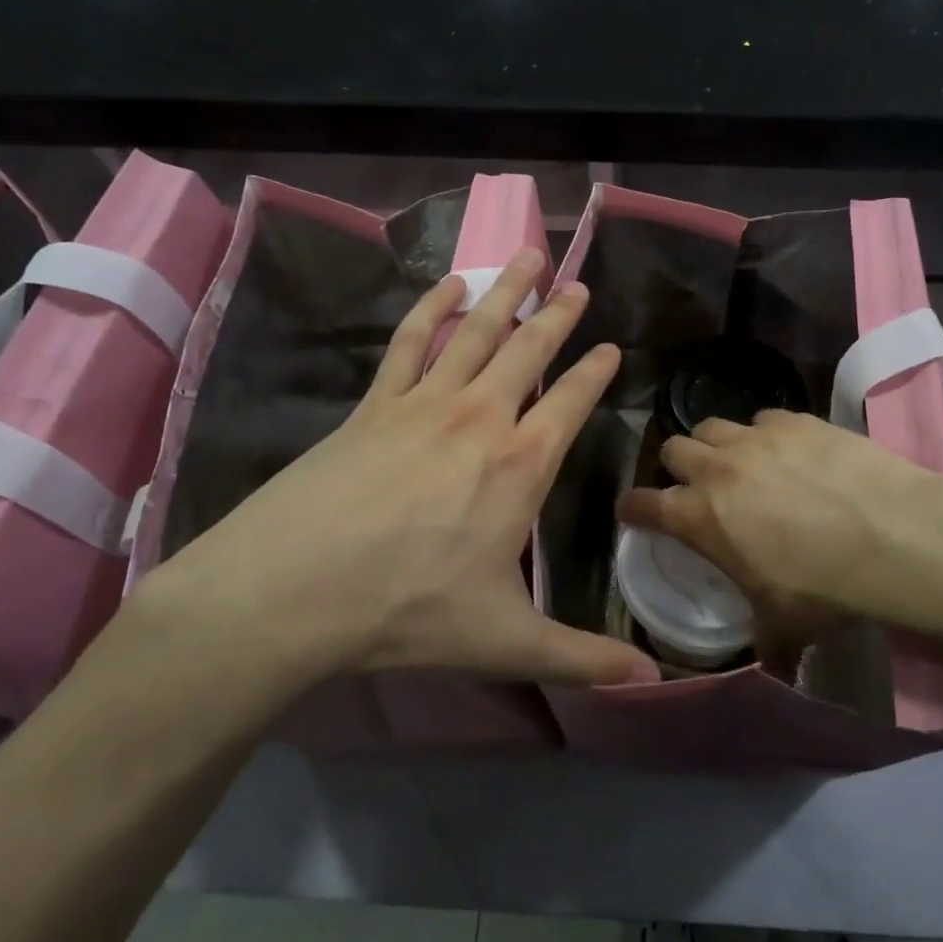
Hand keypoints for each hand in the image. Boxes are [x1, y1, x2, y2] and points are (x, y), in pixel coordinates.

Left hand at [130, 250, 658, 703]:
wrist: (291, 592)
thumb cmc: (409, 612)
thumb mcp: (506, 643)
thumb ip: (582, 659)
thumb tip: (651, 683)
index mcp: (521, 465)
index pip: (572, 403)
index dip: (596, 373)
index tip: (613, 347)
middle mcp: (480, 419)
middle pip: (529, 351)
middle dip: (558, 316)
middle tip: (578, 284)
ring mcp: (423, 404)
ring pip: (475, 332)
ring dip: (506, 293)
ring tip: (527, 257)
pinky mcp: (374, 405)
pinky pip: (409, 342)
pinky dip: (430, 308)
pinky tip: (448, 286)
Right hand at [616, 410, 942, 668]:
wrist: (894, 538)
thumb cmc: (826, 589)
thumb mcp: (784, 625)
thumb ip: (764, 640)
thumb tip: (773, 666)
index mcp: (699, 517)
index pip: (642, 504)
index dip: (631, 508)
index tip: (633, 511)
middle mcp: (717, 469)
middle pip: (672, 448)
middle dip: (677, 467)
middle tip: (697, 485)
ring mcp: (756, 438)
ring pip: (712, 425)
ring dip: (715, 445)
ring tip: (739, 463)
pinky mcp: (795, 420)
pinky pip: (762, 419)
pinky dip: (765, 436)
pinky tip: (789, 454)